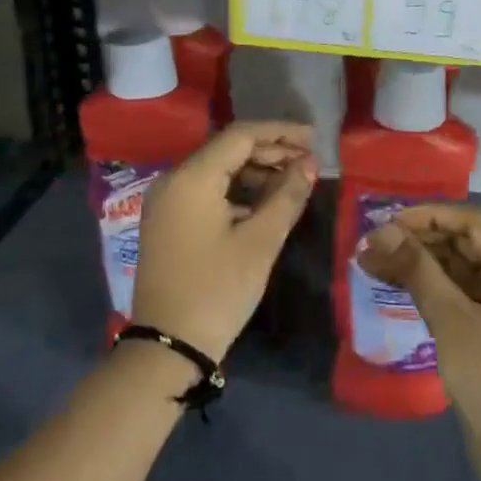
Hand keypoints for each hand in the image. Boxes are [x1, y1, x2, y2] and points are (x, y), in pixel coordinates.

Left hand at [130, 121, 317, 361]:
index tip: (313, 138)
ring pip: (217, 170)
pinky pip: (206, 190)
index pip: (240, 136)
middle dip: (270, 151)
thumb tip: (309, 164)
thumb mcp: (260, 242)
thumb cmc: (218, 290)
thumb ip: (287, 196)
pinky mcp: (167, 221)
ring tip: (293, 181)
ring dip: (255, 171)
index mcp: (192, 177)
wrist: (168, 348)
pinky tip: (264, 202)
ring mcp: (166, 201)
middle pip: (227, 149)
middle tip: (308, 162)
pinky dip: (236, 190)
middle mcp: (173, 179)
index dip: (280, 132)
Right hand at [359, 206, 480, 480]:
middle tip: (371, 244)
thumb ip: (417, 270)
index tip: (385, 221)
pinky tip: (393, 281)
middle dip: (417, 240)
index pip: (473, 222)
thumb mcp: (452, 321)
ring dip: (417, 261)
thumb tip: (380, 231)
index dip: (428, 216)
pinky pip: (458, 288)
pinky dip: (428, 284)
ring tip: (370, 261)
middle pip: (464, 240)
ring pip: (457, 264)